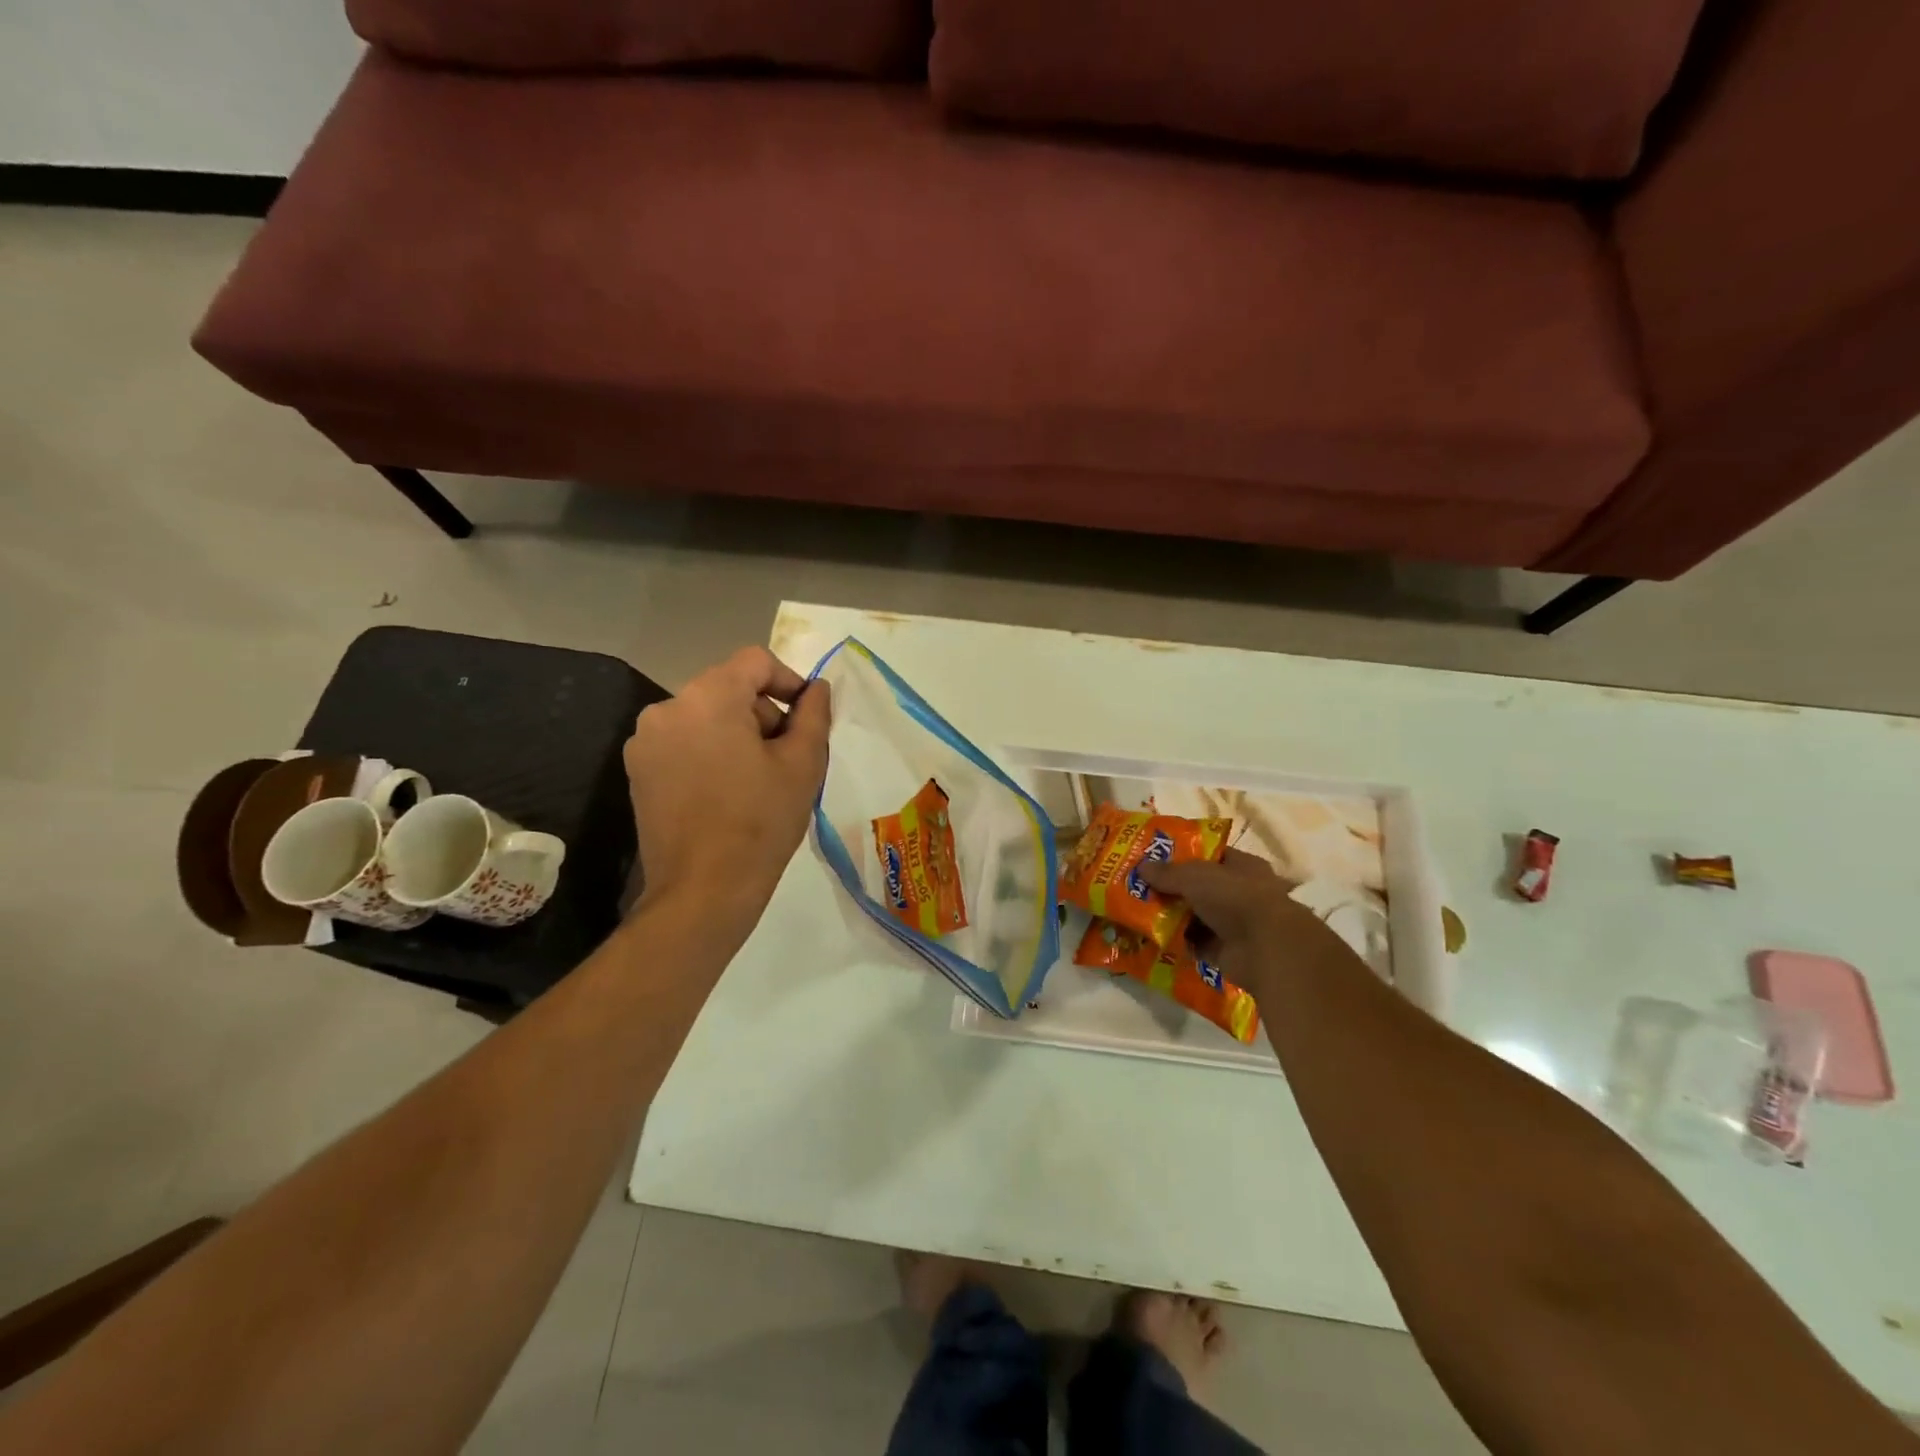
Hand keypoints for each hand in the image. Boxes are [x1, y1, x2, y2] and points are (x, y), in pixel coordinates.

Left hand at [624, 647, 830, 937]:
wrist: (703, 890)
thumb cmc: (761, 822)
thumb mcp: (803, 764)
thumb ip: (813, 714)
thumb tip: (816, 688)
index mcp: (709, 698)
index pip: (756, 661)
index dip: (789, 681)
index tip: (806, 718)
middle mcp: (668, 708)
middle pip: (729, 688)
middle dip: (762, 713)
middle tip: (786, 757)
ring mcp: (646, 740)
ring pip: (705, 716)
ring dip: (737, 733)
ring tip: (758, 779)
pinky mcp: (638, 770)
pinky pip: (684, 742)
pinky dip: (709, 752)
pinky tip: (726, 792)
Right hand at [1141, 848, 1349, 982]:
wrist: (1267, 949)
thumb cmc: (1236, 898)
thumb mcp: (1195, 876)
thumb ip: (1167, 872)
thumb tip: (1140, 866)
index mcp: (1242, 866)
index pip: (1210, 855)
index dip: (1183, 855)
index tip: (1154, 857)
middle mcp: (1240, 893)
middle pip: (1199, 887)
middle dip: (1171, 889)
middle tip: (1139, 887)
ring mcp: (1235, 924)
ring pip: (1195, 916)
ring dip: (1171, 917)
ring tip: (1138, 913)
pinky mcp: (1227, 952)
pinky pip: (1195, 944)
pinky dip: (1177, 942)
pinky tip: (1152, 938)